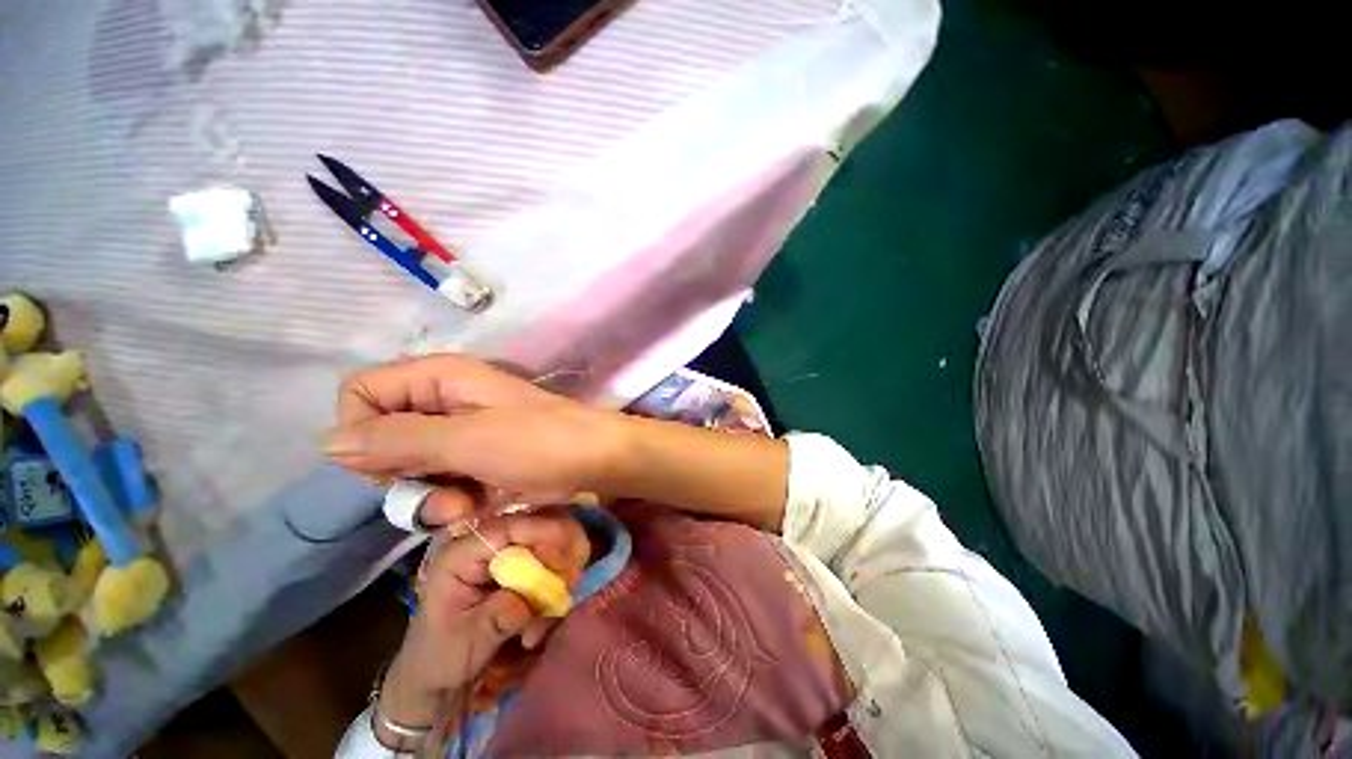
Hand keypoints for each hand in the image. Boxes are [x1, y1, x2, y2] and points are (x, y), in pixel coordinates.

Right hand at [324, 354, 622, 523]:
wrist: (595, 460)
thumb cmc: (540, 443)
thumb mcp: (468, 440)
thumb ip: (397, 439)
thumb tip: (329, 442)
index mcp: (438, 377)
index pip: (360, 392)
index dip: (361, 431)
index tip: (388, 465)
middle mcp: (443, 399)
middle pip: (380, 435)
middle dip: (399, 474)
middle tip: (437, 493)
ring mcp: (460, 432)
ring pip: (408, 465)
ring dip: (427, 495)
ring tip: (463, 506)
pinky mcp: (476, 458)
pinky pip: (438, 480)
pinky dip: (449, 500)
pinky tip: (474, 509)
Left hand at [378, 511, 589, 742]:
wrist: (437, 674)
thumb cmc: (441, 657)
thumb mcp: (464, 643)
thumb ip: (496, 619)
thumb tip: (528, 601)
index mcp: (462, 553)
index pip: (507, 527)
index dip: (542, 532)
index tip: (568, 553)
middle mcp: (487, 544)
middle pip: (537, 525)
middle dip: (561, 550)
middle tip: (572, 580)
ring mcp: (506, 554)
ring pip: (550, 543)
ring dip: (560, 574)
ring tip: (550, 614)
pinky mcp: (520, 567)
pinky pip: (551, 563)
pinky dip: (557, 586)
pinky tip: (543, 620)